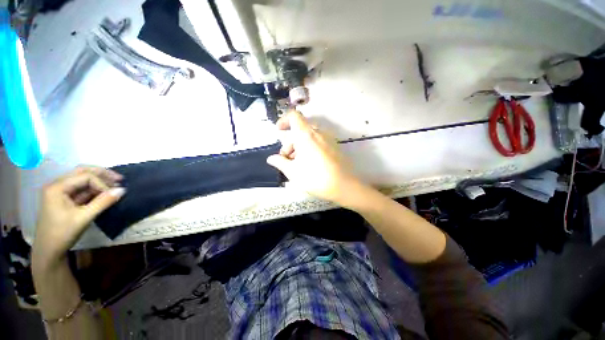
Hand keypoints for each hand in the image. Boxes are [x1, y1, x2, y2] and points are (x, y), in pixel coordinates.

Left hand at [32, 166, 124, 266]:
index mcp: (57, 187)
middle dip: (102, 174)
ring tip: (114, 184)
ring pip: (82, 179)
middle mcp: (57, 185)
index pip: (85, 176)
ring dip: (99, 180)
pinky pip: (81, 188)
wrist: (48, 251)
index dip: (102, 184)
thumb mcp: (84, 218)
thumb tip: (122, 190)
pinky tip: (103, 192)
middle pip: (82, 172)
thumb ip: (103, 202)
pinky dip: (93, 188)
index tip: (114, 195)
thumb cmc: (63, 233)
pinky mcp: (64, 198)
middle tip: (119, 179)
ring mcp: (60, 191)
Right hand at [267, 111, 365, 206]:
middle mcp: (318, 133)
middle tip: (286, 158)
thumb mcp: (293, 172)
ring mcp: (328, 139)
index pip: (294, 116)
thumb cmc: (315, 178)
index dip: (284, 120)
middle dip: (290, 142)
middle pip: (300, 130)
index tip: (279, 131)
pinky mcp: (335, 147)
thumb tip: (271, 159)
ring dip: (300, 147)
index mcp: (306, 135)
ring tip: (297, 164)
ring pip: (309, 137)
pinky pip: (319, 142)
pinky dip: (310, 148)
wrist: (344, 186)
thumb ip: (280, 162)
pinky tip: (309, 164)